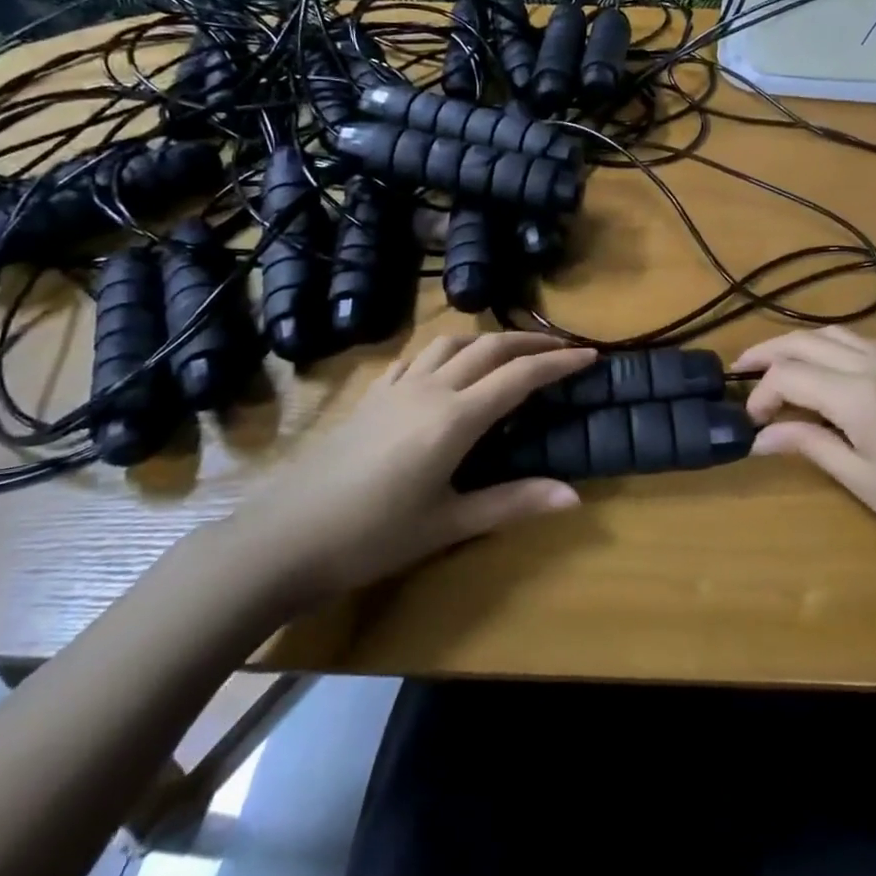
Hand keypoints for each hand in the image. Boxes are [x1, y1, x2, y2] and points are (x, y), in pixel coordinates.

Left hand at [227, 332, 596, 605]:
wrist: (286, 537)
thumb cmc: (372, 536)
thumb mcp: (448, 524)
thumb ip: (512, 502)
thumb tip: (574, 496)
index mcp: (454, 418)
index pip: (519, 377)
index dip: (558, 363)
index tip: (589, 355)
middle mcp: (430, 389)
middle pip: (489, 347)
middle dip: (530, 342)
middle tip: (562, 347)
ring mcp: (396, 387)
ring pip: (451, 342)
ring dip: (488, 339)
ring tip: (510, 351)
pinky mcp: (372, 395)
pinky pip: (417, 356)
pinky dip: (446, 350)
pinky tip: (446, 365)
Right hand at [731, 327, 875, 581]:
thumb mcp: (861, 479)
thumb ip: (809, 444)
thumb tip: (761, 436)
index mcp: (859, 394)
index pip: (791, 375)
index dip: (762, 393)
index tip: (751, 421)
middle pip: (808, 341)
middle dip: (769, 352)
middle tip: (739, 369)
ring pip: (837, 334)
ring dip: (801, 344)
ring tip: (775, 365)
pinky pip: (865, 344)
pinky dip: (833, 348)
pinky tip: (825, 370)